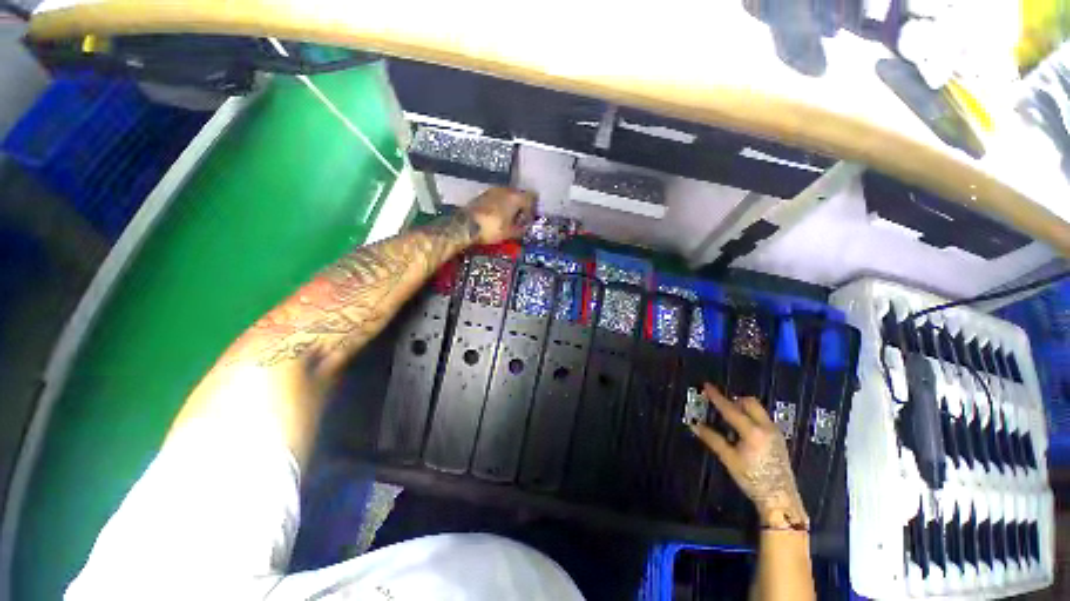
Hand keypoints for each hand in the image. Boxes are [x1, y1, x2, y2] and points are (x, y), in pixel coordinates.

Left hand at [463, 187, 535, 244]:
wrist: (465, 226)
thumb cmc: (491, 229)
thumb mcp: (510, 233)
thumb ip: (522, 229)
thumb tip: (526, 228)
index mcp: (515, 197)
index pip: (532, 197)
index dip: (533, 208)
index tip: (531, 218)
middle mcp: (505, 190)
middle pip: (519, 195)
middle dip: (521, 206)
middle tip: (521, 219)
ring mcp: (492, 190)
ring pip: (507, 196)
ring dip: (510, 205)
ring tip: (509, 219)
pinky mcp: (482, 195)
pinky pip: (497, 198)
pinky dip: (500, 205)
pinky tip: (497, 216)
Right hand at [691, 384, 808, 530]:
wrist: (780, 499)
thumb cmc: (752, 479)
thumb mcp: (729, 459)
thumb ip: (712, 439)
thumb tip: (695, 425)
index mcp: (752, 431)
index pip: (730, 409)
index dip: (717, 397)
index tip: (707, 386)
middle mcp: (766, 427)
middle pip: (749, 402)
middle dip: (734, 400)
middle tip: (720, 404)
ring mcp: (775, 432)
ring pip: (757, 410)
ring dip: (743, 408)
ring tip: (730, 418)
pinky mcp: (779, 439)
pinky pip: (762, 418)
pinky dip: (751, 416)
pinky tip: (742, 430)